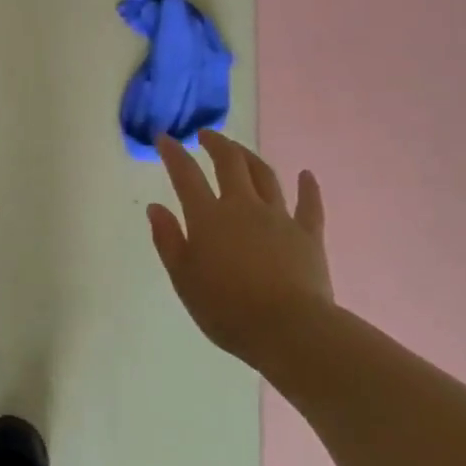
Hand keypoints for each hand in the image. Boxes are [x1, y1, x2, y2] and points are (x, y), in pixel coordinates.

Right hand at [149, 130, 332, 367]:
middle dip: (216, 143)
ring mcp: (279, 217)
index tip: (164, 137)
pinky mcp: (308, 235)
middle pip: (230, 163)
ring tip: (240, 150)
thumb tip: (156, 207)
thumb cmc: (228, 309)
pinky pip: (309, 205)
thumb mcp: (184, 279)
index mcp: (208, 217)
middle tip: (205, 135)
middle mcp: (243, 206)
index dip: (173, 153)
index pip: (186, 175)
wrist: (290, 330)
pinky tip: (307, 175)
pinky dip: (308, 188)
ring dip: (250, 157)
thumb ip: (168, 240)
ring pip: (265, 175)